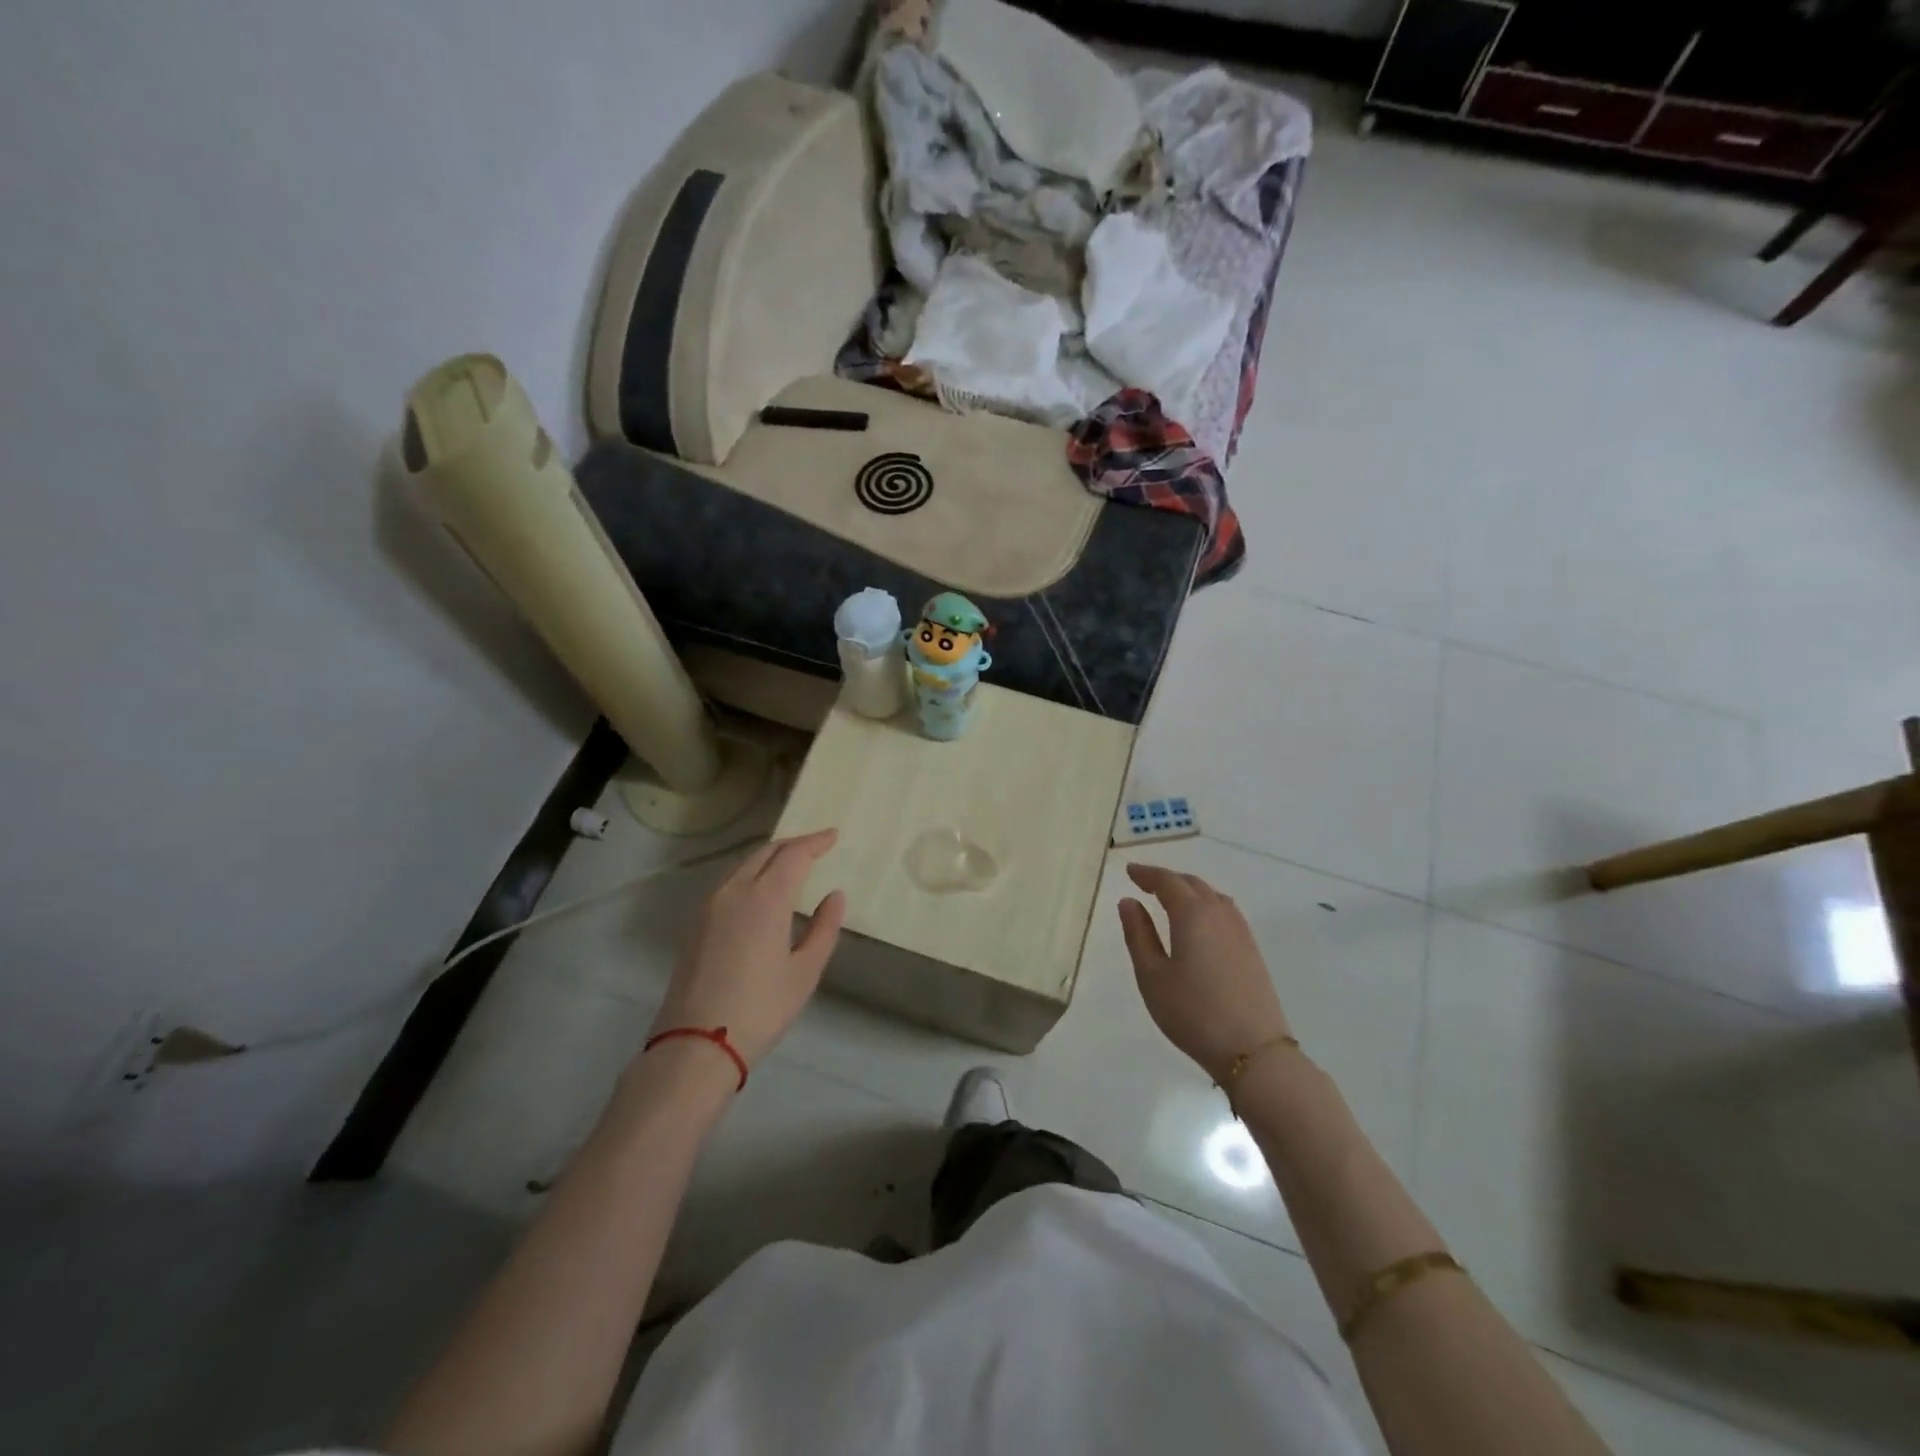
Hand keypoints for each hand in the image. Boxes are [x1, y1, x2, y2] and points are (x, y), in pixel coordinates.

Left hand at [649, 830, 846, 1069]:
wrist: (696, 1044)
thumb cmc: (760, 1008)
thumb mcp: (805, 971)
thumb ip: (824, 928)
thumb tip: (835, 896)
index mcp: (765, 898)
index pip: (793, 854)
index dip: (815, 842)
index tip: (833, 836)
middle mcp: (734, 891)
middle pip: (766, 852)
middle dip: (793, 844)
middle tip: (817, 846)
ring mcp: (710, 906)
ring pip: (744, 864)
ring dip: (770, 857)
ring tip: (792, 864)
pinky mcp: (696, 923)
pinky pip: (729, 882)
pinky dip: (751, 873)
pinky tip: (762, 889)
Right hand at [1118, 863, 1291, 1081]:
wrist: (1253, 1050)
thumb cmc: (1193, 1012)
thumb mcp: (1152, 976)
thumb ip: (1138, 935)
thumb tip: (1129, 902)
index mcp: (1192, 914)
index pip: (1167, 882)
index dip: (1147, 874)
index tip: (1130, 871)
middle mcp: (1219, 913)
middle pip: (1192, 884)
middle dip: (1168, 879)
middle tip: (1145, 882)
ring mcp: (1240, 931)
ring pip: (1212, 896)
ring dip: (1189, 890)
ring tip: (1171, 899)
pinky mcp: (1252, 950)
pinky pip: (1226, 911)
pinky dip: (1206, 904)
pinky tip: (1200, 922)